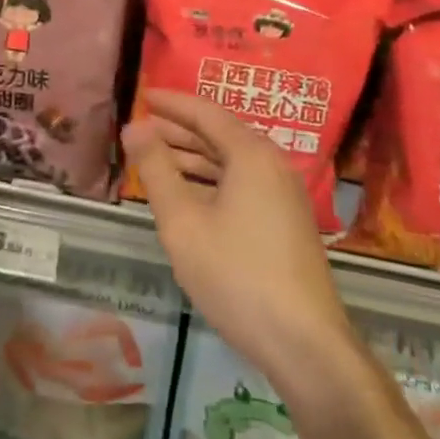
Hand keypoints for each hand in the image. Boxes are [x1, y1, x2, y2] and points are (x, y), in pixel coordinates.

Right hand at [123, 90, 355, 389]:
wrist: (303, 343)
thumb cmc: (236, 275)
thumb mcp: (183, 221)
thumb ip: (156, 169)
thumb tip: (135, 127)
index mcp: (252, 154)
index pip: (206, 112)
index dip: (172, 103)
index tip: (143, 95)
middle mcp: (272, 165)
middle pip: (220, 135)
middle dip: (179, 129)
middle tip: (141, 127)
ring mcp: (283, 195)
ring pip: (230, 162)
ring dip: (193, 157)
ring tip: (155, 159)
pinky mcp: (285, 222)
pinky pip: (241, 184)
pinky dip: (210, 181)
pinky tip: (187, 196)